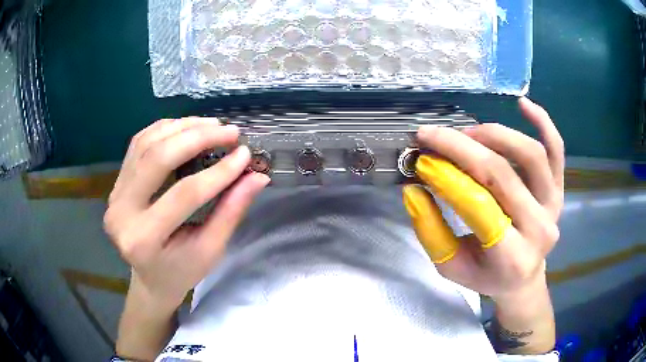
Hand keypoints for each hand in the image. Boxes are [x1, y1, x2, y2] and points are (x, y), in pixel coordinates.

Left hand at [104, 118, 269, 308]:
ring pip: (146, 144)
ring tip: (212, 125)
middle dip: (197, 138)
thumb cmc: (182, 271)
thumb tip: (257, 177)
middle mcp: (121, 212)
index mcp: (144, 240)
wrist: (150, 277)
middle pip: (157, 158)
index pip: (184, 194)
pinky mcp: (116, 183)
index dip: (218, 172)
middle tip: (229, 131)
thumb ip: (230, 212)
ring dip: (181, 127)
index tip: (245, 154)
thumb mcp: (210, 250)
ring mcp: (114, 194)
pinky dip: (164, 129)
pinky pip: (138, 144)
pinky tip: (186, 127)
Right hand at [403, 98, 563, 299]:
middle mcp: (539, 228)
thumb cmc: (486, 276)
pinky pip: (556, 149)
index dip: (448, 175)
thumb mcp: (451, 267)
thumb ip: (431, 231)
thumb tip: (414, 189)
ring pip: (530, 154)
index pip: (478, 205)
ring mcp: (553, 204)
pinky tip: (523, 104)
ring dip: (494, 135)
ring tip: (468, 134)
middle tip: (434, 136)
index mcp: (511, 257)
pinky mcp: (560, 188)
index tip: (422, 156)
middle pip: (502, 173)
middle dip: (462, 148)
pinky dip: (543, 122)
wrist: (523, 278)